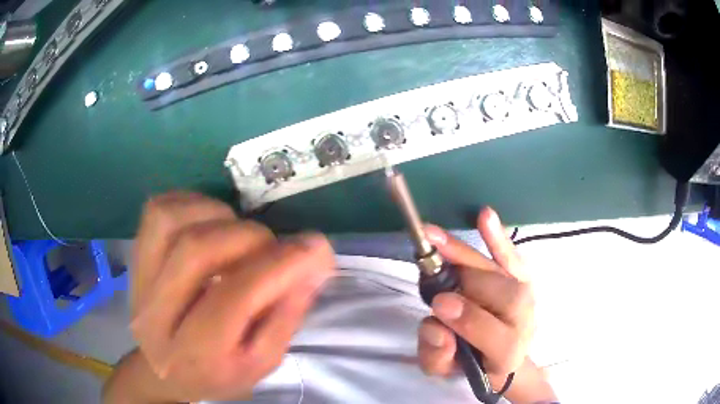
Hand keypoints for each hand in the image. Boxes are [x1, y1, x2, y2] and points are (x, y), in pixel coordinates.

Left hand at [125, 192, 335, 402]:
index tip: (315, 247)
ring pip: (170, 221)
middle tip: (273, 246)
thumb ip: (286, 316)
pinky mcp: (135, 259)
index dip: (278, 265)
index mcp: (195, 353)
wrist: (164, 370)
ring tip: (238, 233)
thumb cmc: (217, 372)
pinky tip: (211, 221)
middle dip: (248, 237)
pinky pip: (156, 210)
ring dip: (217, 215)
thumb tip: (312, 262)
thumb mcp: (261, 362)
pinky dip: (191, 203)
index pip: (234, 298)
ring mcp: (139, 282)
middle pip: (196, 251)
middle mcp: (157, 315)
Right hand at [417, 207, 534, 388]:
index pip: (495, 334)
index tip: (439, 306)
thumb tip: (436, 327)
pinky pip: (512, 256)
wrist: (502, 355)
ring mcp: (526, 296)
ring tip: (435, 237)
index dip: (470, 319)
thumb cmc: (471, 363)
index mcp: (507, 353)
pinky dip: (498, 238)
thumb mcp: (445, 371)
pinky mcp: (522, 278)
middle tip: (431, 269)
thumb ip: (436, 356)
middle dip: (467, 281)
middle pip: (504, 295)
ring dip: (468, 254)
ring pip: (503, 272)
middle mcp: (525, 321)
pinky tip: (485, 216)